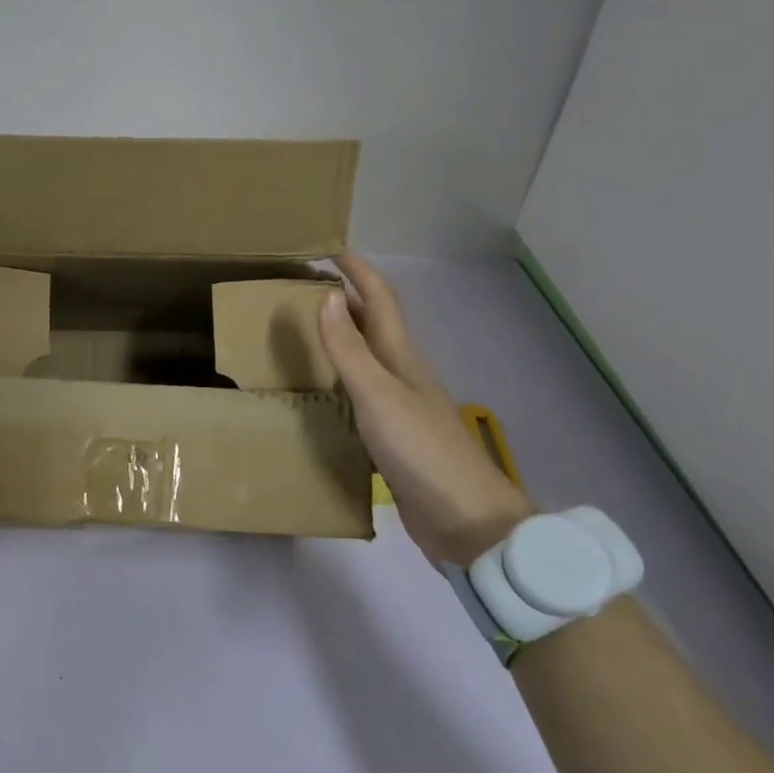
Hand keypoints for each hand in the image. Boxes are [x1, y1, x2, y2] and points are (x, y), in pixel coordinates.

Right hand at [318, 253, 532, 567]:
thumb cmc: (422, 451)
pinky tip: (324, 393)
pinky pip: (361, 398)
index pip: (380, 301)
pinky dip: (341, 383)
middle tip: (306, 288)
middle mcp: (402, 376)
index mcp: (401, 359)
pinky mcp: (395, 441)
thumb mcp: (379, 394)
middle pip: (374, 327)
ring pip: (368, 361)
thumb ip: (350, 349)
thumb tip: (330, 295)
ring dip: (343, 340)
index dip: (359, 273)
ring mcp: (401, 409)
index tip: (331, 250)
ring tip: (307, 332)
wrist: (467, 522)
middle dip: (347, 300)